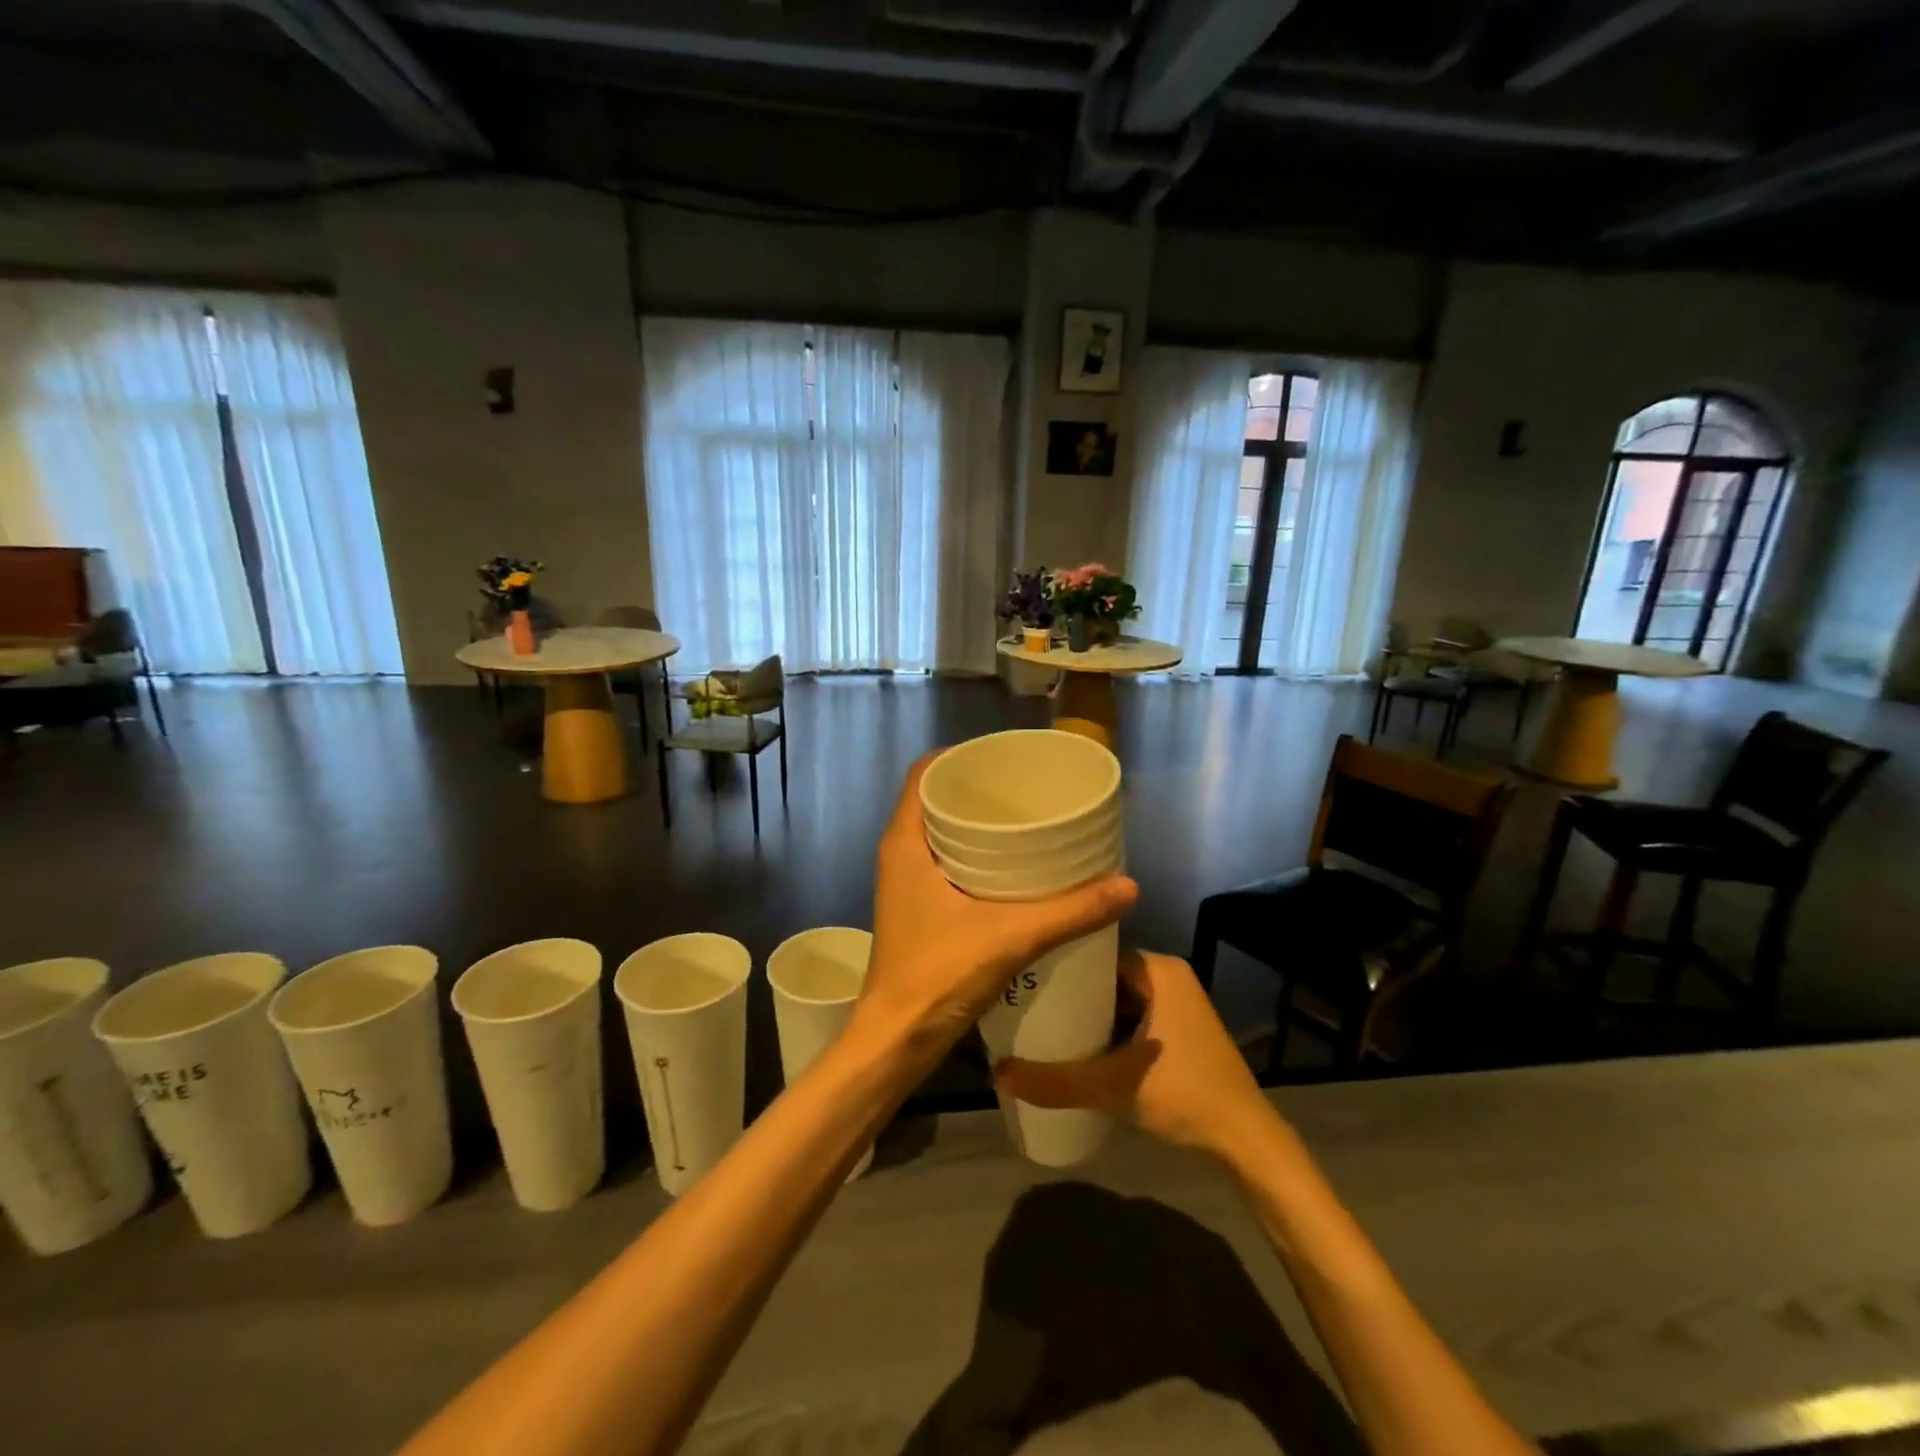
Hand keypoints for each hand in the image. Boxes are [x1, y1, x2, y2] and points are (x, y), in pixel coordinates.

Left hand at [853, 755, 1137, 1074]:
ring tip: (1026, 819)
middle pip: (935, 798)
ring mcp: (906, 882)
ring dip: (977, 822)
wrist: (897, 1039)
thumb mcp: (1010, 937)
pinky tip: (1013, 866)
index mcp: (904, 842)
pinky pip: (945, 860)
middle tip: (1027, 788)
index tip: (1003, 757)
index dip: (960, 756)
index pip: (924, 773)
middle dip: (978, 788)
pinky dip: (975, 853)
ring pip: (939, 832)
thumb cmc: (938, 975)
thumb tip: (1128, 887)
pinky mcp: (918, 906)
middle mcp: (899, 853)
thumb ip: (1070, 912)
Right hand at [993, 949, 1279, 1163]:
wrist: (1245, 1141)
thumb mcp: (1112, 1086)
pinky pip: (1131, 1015)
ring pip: (1117, 998)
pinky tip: (1076, 1044)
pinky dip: (1107, 1028)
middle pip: (1104, 975)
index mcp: (1158, 969)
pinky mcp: (1179, 1029)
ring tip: (1040, 1022)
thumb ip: (1055, 1081)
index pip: (1094, 951)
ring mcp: (1177, 1002)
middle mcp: (1168, 975)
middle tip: (1025, 1004)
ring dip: (1086, 1012)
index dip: (1058, 964)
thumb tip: (996, 1074)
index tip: (1024, 978)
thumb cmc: (1184, 1095)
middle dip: (1068, 992)